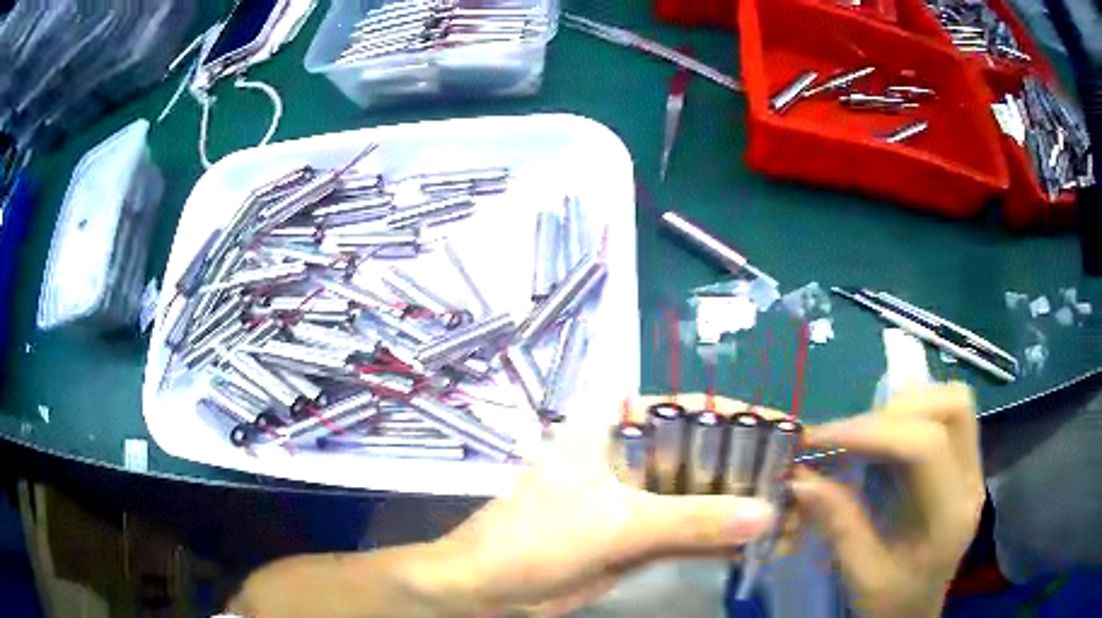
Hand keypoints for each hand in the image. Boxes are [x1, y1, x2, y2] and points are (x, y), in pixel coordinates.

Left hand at [428, 394, 777, 615]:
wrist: (494, 585)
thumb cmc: (540, 536)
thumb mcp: (619, 523)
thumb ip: (694, 519)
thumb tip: (767, 513)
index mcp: (617, 424)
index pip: (694, 409)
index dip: (745, 420)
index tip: (791, 433)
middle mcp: (632, 454)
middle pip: (705, 455)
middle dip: (752, 472)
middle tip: (801, 484)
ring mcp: (638, 497)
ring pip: (701, 496)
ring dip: (743, 510)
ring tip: (793, 517)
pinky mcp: (640, 534)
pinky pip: (690, 531)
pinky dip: (722, 539)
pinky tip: (761, 543)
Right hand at [791, 383, 984, 617]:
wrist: (916, 611)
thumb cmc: (892, 603)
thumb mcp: (862, 576)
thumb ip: (839, 525)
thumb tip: (800, 478)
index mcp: (951, 516)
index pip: (927, 446)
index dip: (873, 432)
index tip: (822, 439)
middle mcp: (971, 481)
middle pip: (951, 407)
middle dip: (894, 411)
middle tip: (848, 436)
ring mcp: (972, 467)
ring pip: (951, 401)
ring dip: (905, 406)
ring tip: (865, 434)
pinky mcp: (963, 462)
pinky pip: (945, 414)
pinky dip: (912, 413)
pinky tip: (885, 438)